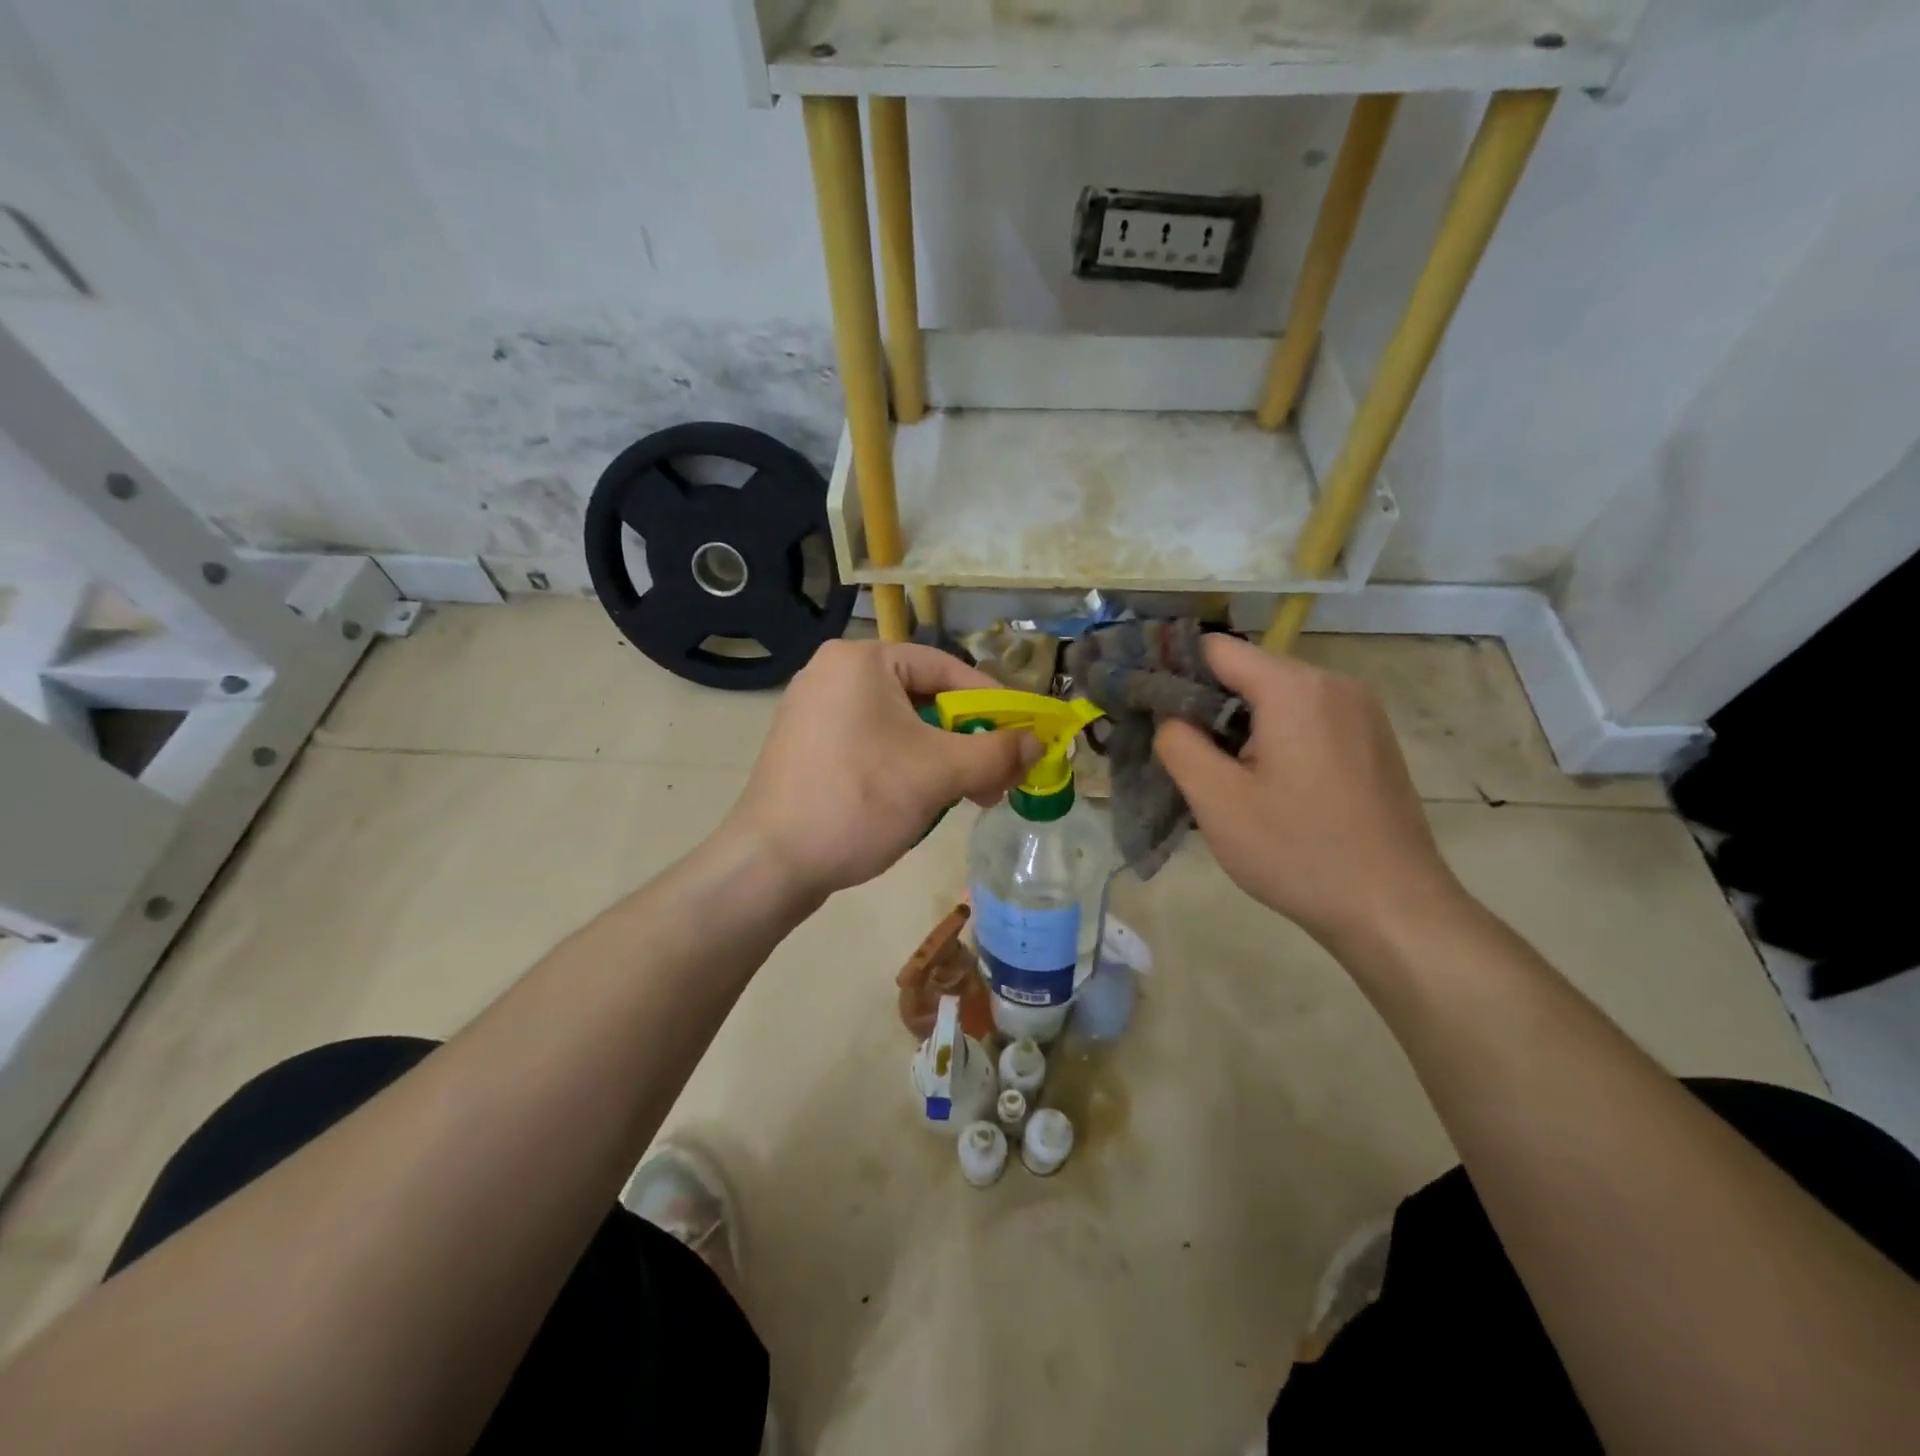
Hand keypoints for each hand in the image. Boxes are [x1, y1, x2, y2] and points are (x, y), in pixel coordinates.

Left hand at [723, 639, 1039, 902]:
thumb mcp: (938, 774)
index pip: (946, 667)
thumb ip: (996, 751)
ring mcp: (814, 711)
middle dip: (967, 740)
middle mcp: (833, 673)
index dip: (993, 701)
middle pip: (924, 697)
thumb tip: (1038, 742)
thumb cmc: (858, 801)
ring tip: (969, 797)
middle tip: (999, 777)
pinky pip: (872, 744)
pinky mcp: (807, 746)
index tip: (1024, 733)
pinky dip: (906, 766)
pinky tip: (923, 800)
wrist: (770, 864)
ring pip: (900, 726)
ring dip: (941, 759)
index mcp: (861, 661)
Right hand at [1153, 634, 1459, 948]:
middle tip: (1182, 754)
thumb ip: (1178, 744)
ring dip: (1242, 727)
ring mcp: (1361, 712)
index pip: (1217, 649)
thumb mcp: (1217, 800)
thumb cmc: (1298, 851)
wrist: (1394, 909)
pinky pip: (1308, 720)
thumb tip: (1169, 716)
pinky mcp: (1372, 741)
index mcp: (1294, 687)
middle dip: (1208, 706)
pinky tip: (1268, 787)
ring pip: (1279, 699)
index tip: (1147, 707)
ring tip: (1222, 777)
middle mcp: (1334, 684)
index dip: (1174, 671)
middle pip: (1249, 673)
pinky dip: (1277, 738)